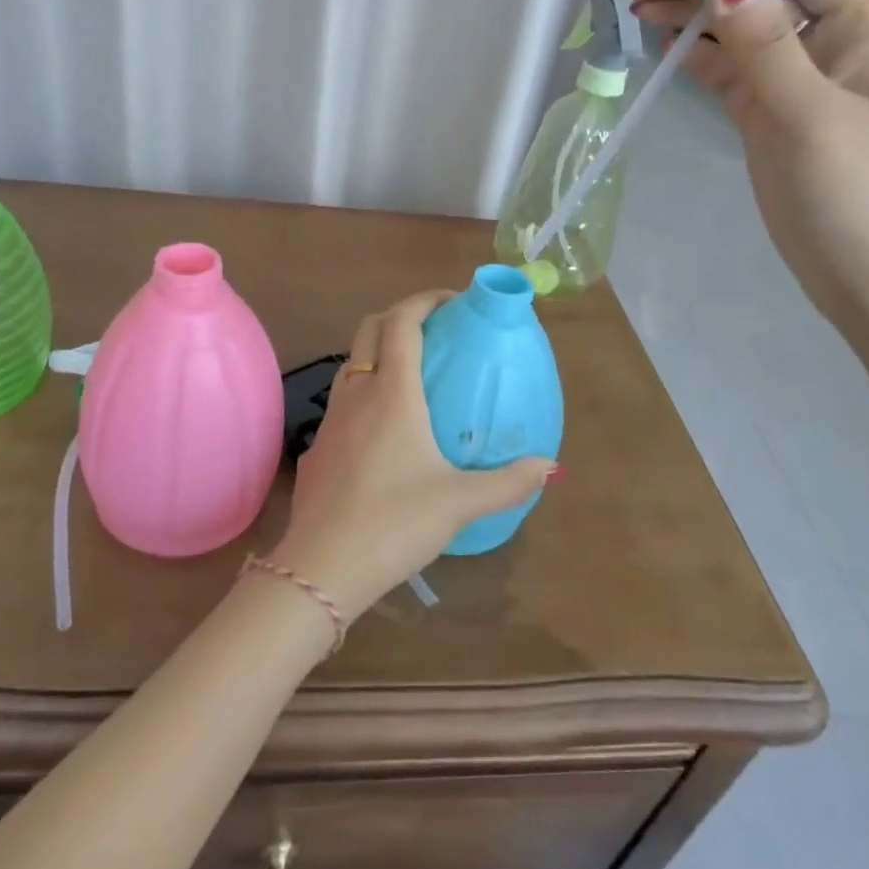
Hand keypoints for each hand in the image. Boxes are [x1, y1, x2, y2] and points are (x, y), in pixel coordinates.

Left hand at [272, 292, 555, 621]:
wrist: (322, 567)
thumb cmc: (395, 522)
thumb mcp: (460, 503)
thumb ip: (509, 483)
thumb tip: (552, 467)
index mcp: (393, 393)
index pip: (402, 322)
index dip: (425, 301)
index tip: (451, 301)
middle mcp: (357, 394)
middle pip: (369, 329)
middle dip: (399, 316)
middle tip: (433, 330)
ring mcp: (330, 420)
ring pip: (351, 363)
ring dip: (377, 352)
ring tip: (410, 374)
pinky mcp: (316, 449)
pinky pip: (340, 403)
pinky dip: (363, 393)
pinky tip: (380, 431)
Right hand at [620, 0, 868, 336]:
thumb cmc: (862, 198)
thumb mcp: (811, 116)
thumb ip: (764, 44)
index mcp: (864, 27)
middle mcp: (831, 44)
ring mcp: (798, 83)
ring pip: (738, 30)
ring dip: (690, 14)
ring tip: (632, 7)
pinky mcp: (772, 118)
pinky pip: (730, 71)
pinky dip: (696, 55)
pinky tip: (661, 43)